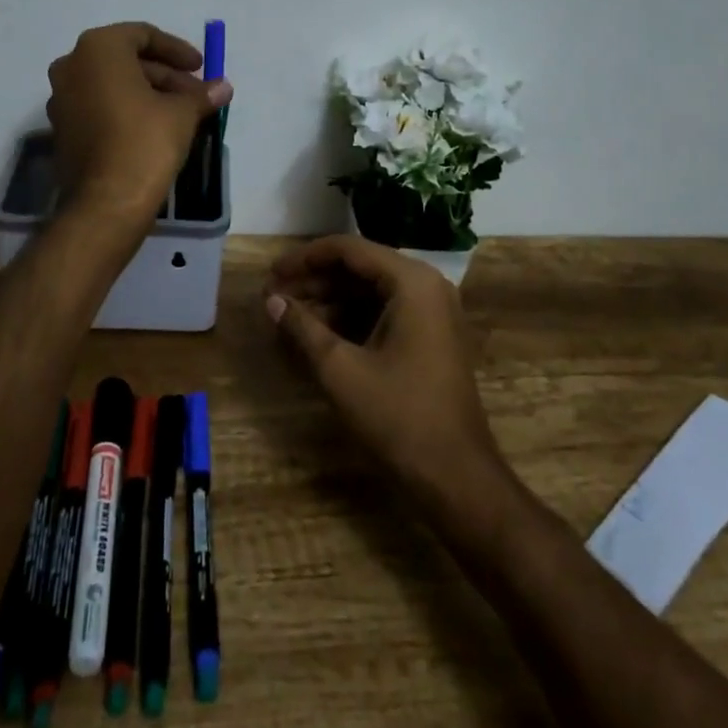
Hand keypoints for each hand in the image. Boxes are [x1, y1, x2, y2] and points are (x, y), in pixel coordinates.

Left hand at [46, 22, 231, 225]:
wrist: (106, 203)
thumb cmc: (145, 142)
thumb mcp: (182, 113)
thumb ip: (201, 94)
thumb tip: (223, 87)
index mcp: (98, 49)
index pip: (142, 35)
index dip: (176, 50)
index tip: (200, 67)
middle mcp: (72, 66)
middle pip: (127, 59)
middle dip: (165, 75)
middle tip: (196, 94)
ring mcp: (62, 99)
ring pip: (113, 84)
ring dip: (149, 92)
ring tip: (183, 113)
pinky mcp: (63, 128)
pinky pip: (100, 105)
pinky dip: (128, 109)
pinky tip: (157, 128)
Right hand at [265, 236, 507, 520]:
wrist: (457, 478)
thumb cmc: (398, 417)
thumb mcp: (341, 370)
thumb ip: (303, 327)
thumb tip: (271, 299)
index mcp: (411, 281)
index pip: (349, 249)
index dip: (305, 258)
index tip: (272, 273)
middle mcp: (426, 285)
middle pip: (360, 267)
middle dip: (315, 280)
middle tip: (274, 296)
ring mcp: (433, 312)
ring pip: (371, 291)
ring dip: (330, 300)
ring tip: (288, 315)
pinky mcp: (431, 336)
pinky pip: (385, 312)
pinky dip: (351, 319)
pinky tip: (318, 334)